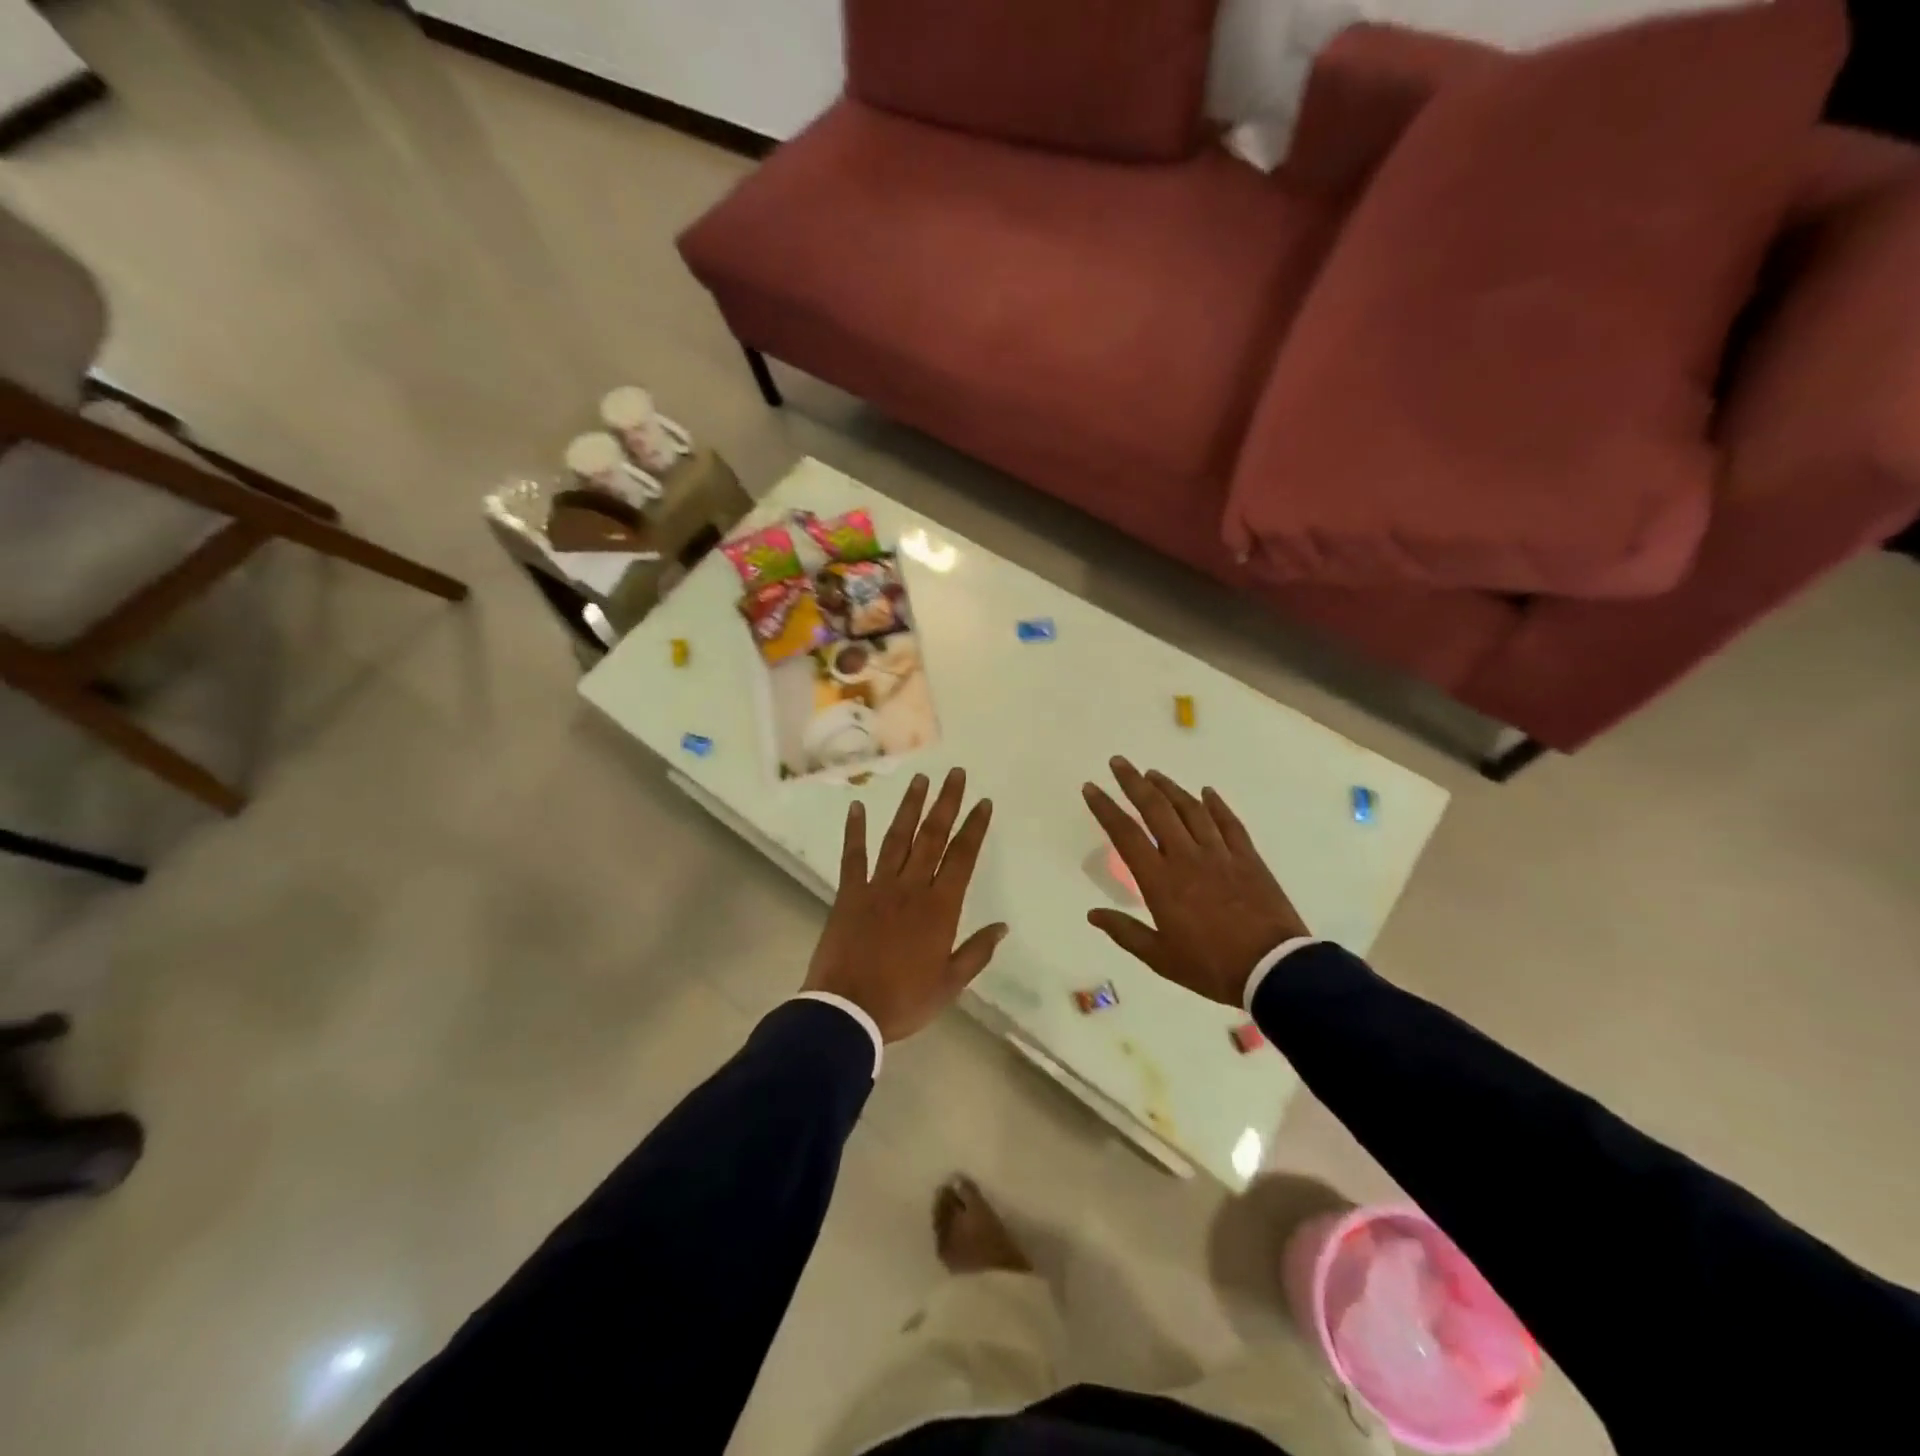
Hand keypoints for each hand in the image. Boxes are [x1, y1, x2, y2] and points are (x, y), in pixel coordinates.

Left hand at [805, 767, 1007, 1041]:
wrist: (847, 1011)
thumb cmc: (903, 1000)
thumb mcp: (950, 984)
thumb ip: (977, 952)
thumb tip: (1002, 927)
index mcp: (940, 908)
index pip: (962, 857)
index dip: (975, 827)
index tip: (983, 802)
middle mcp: (911, 887)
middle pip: (932, 837)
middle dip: (946, 803)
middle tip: (955, 774)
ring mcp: (878, 887)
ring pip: (898, 838)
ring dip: (910, 807)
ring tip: (920, 779)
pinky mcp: (849, 893)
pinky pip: (853, 856)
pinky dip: (855, 831)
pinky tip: (857, 807)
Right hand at [1083, 758, 1308, 1007]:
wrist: (1274, 969)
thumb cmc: (1211, 966)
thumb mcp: (1160, 957)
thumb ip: (1125, 932)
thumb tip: (1093, 914)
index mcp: (1160, 880)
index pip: (1125, 834)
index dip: (1106, 808)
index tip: (1091, 787)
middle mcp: (1186, 856)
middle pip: (1156, 809)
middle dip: (1134, 782)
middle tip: (1119, 762)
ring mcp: (1220, 853)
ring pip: (1191, 809)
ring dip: (1169, 788)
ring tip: (1153, 773)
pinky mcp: (1248, 858)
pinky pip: (1229, 823)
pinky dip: (1216, 804)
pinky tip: (1207, 792)